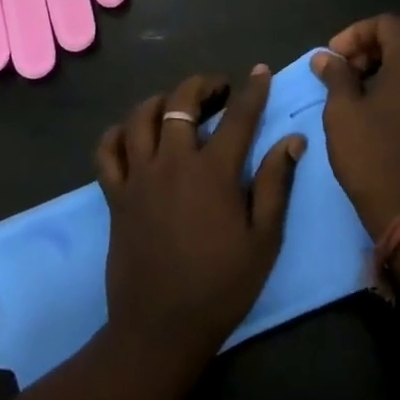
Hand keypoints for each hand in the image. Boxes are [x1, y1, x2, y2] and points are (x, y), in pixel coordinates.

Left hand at [96, 67, 303, 361]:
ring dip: (160, 101)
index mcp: (213, 172)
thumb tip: (292, 140)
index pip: (238, 117)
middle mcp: (172, 162)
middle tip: (218, 90)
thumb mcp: (264, 239)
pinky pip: (107, 151)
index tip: (259, 72)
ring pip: (139, 117)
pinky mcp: (115, 196)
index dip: (252, 90)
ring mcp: (138, 177)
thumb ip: (276, 184)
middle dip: (202, 85)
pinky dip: (117, 134)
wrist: (161, 328)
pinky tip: (132, 134)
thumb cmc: (221, 285)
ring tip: (176, 105)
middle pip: (180, 103)